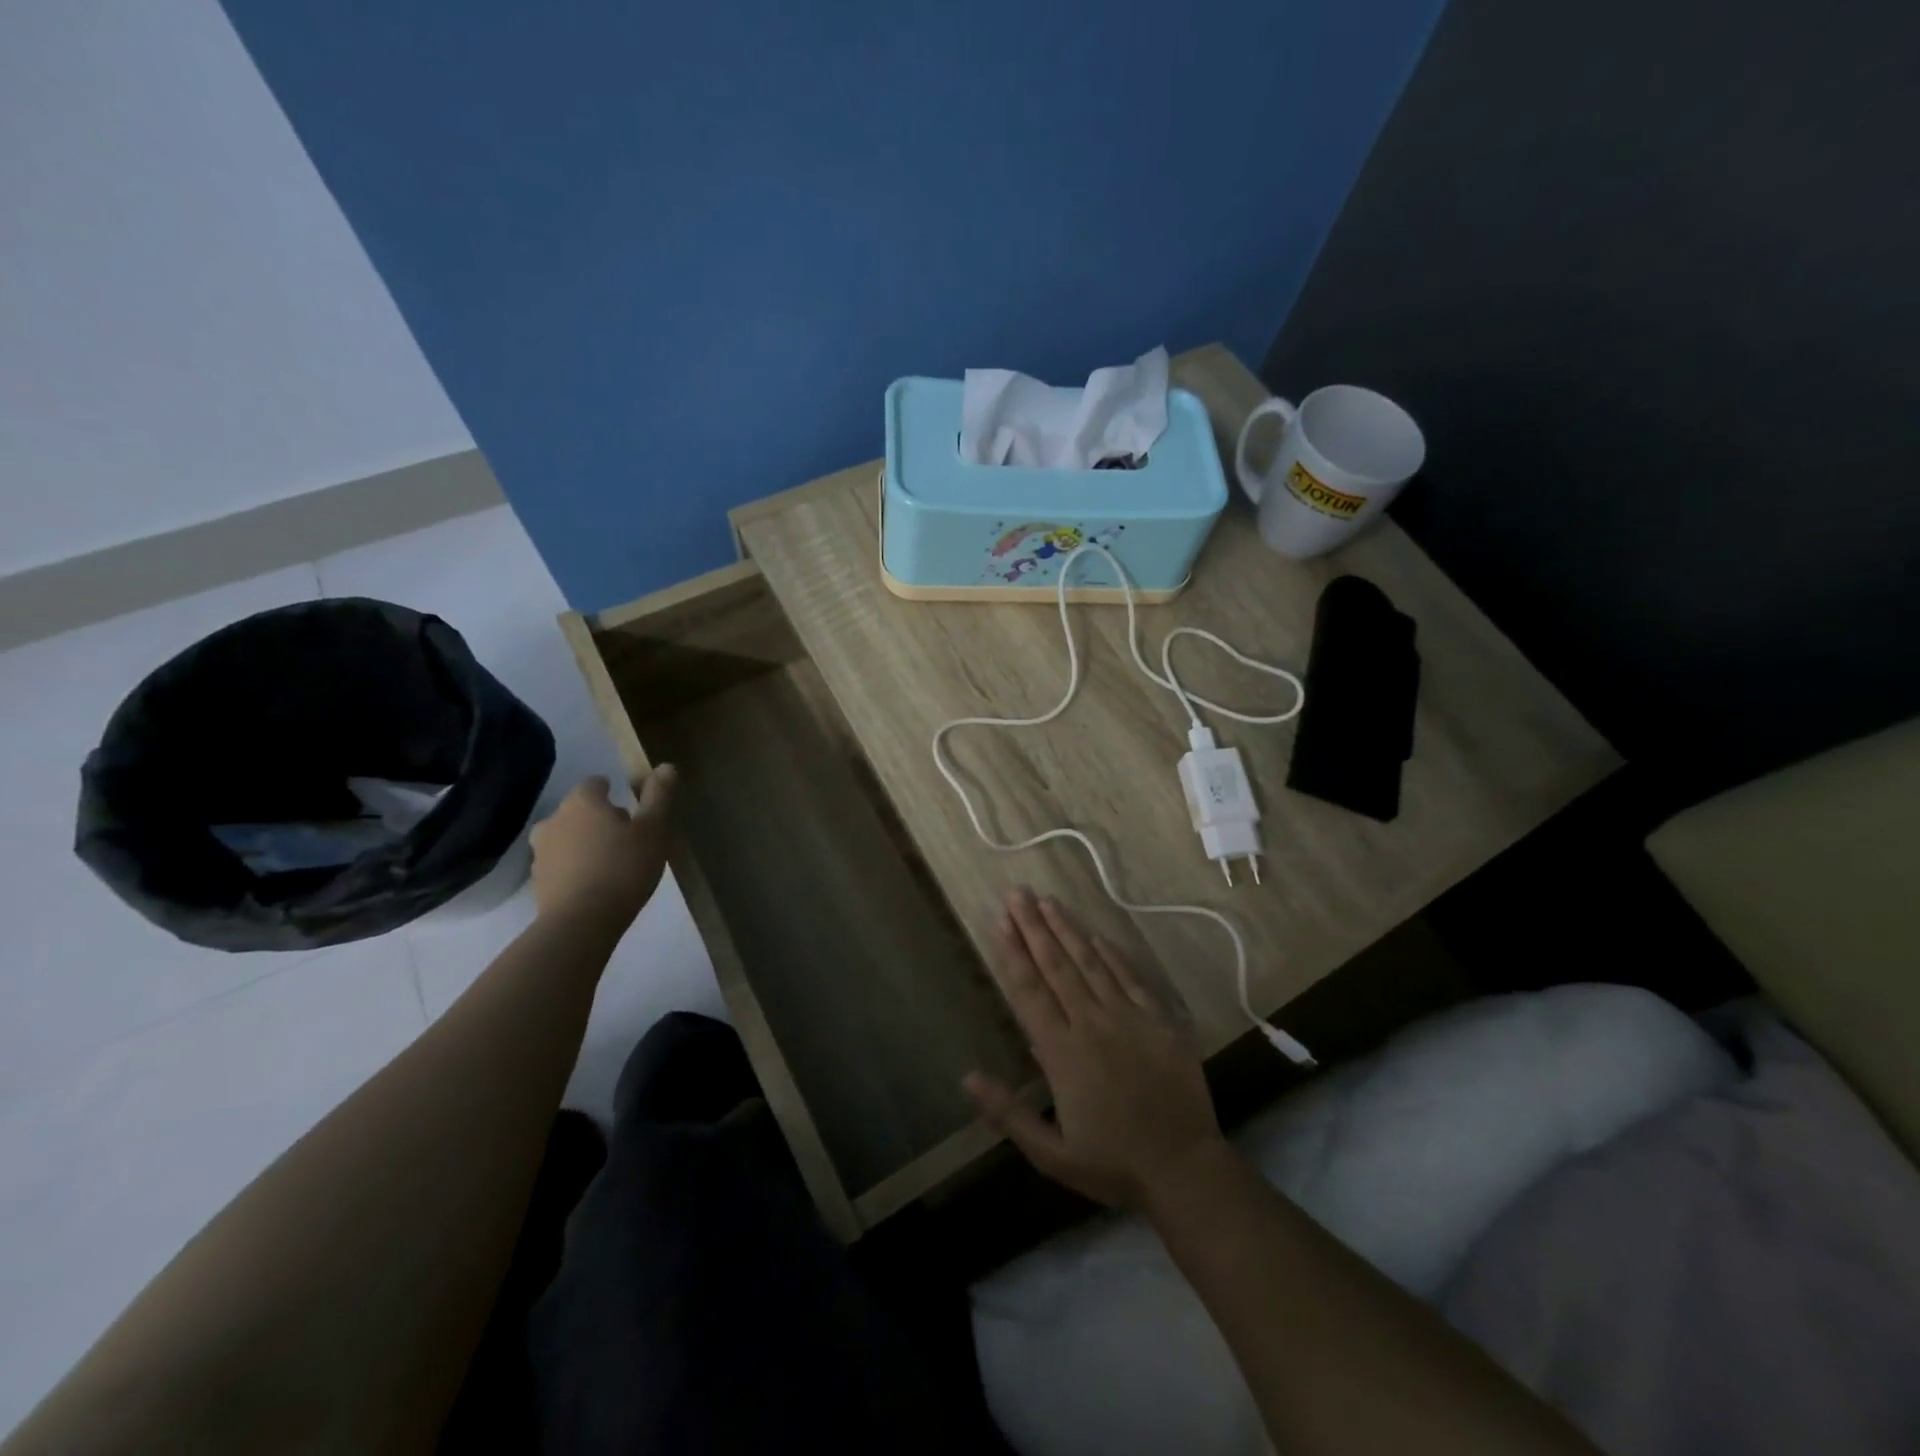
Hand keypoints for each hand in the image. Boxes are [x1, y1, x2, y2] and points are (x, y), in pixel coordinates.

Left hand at [530, 771, 676, 927]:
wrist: (581, 923)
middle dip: (599, 818)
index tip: (630, 807)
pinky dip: (576, 867)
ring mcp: (541, 852)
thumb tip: (666, 766)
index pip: (594, 783)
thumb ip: (659, 796)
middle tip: (627, 837)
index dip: (612, 791)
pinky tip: (596, 884)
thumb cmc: (623, 868)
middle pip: (579, 810)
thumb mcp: (653, 830)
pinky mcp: (538, 882)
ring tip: (612, 863)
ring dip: (585, 843)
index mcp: (582, 803)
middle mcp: (554, 820)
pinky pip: (561, 864)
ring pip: (567, 838)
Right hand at [964, 888, 1226, 1208]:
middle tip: (1017, 894)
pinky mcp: (1159, 1020)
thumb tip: (967, 1076)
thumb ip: (1008, 1113)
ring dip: (1067, 929)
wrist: (1183, 1168)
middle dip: (1034, 927)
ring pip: (1091, 963)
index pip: (1030, 992)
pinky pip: (1131, 977)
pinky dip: (1112, 954)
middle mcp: (1092, 1024)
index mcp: (1062, 1054)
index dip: (1014, 954)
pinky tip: (1096, 934)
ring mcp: (1128, 1018)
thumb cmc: (1112, 1164)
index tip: (1000, 922)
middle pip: (1056, 967)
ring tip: (1047, 900)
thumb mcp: (1050, 1153)